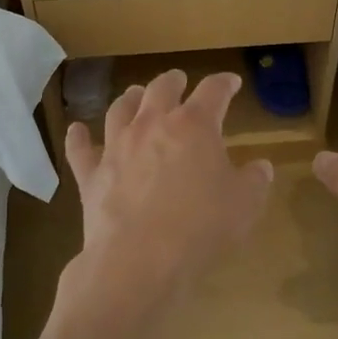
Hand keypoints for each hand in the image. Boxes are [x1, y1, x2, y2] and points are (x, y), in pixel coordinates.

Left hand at [61, 70, 273, 320]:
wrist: (140, 258)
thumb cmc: (201, 227)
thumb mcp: (244, 205)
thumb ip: (254, 181)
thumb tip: (261, 167)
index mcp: (194, 126)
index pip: (213, 92)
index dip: (223, 84)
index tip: (230, 83)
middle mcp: (152, 125)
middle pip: (161, 89)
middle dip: (173, 81)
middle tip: (178, 80)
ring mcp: (117, 147)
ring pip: (120, 109)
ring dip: (130, 98)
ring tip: (135, 94)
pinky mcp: (91, 174)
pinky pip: (81, 149)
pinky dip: (79, 137)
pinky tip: (76, 130)